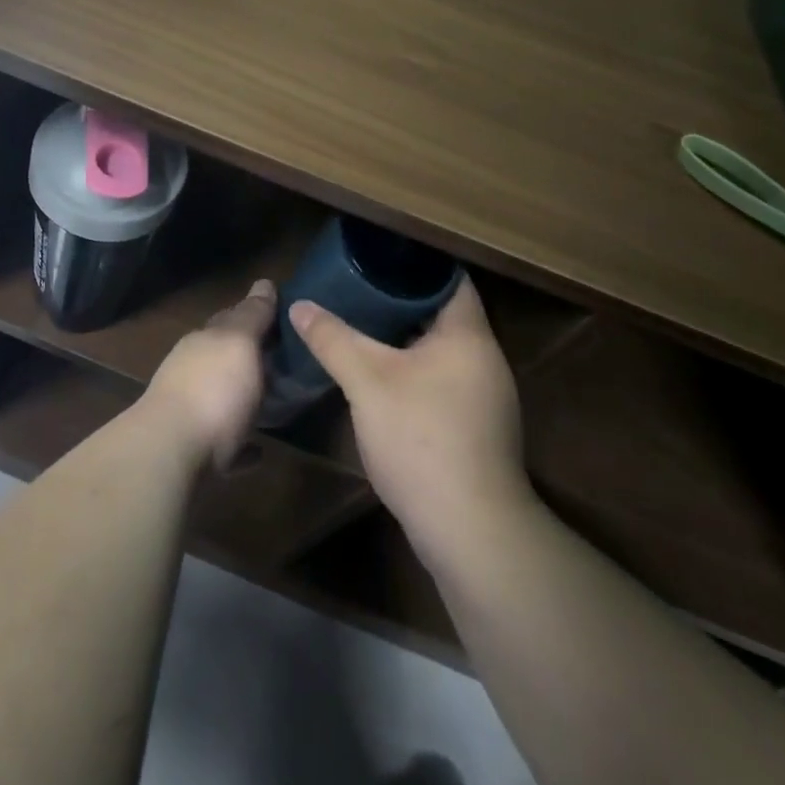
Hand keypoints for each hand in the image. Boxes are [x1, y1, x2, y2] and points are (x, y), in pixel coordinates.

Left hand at [143, 280, 276, 470]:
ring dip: (242, 397)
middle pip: (223, 357)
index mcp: (204, 340)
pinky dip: (240, 444)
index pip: (230, 318)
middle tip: (283, 361)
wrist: (170, 452)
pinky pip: (223, 443)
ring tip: (273, 403)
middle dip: (248, 356)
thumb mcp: (239, 343)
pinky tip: (257, 451)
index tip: (282, 317)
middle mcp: (192, 369)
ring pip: (220, 396)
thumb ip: (252, 315)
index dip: (254, 315)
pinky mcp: (192, 449)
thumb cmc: (213, 390)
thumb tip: (263, 282)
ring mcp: (188, 409)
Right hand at [291, 278, 531, 559]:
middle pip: (442, 313)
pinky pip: (442, 379)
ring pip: (441, 349)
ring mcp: (484, 397)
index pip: (449, 278)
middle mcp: (484, 359)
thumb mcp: (367, 382)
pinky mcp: (476, 427)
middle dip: (400, 299)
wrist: (469, 530)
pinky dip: (413, 368)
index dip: (414, 263)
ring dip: (405, 336)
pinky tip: (380, 375)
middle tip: (357, 285)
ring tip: (361, 322)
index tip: (376, 254)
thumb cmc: (422, 438)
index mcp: (468, 336)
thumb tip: (300, 305)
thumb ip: (333, 339)